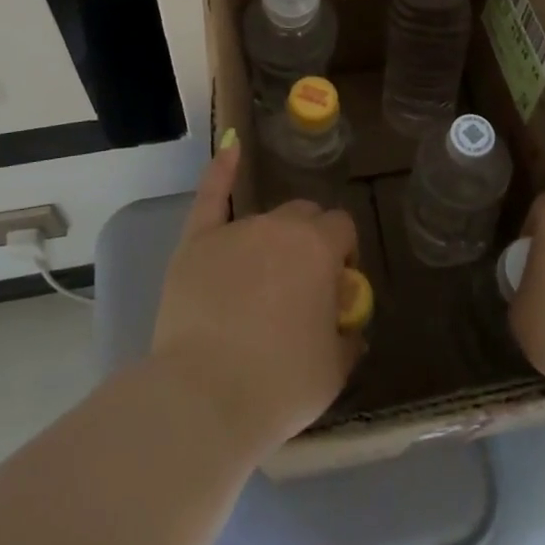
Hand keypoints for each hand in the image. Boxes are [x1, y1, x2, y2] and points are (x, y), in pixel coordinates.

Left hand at [150, 139, 361, 454]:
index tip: (336, 288)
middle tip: (301, 286)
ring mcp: (235, 230)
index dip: (343, 254)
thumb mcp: (333, 370)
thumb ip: (347, 337)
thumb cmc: (279, 386)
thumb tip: (348, 325)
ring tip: (262, 282)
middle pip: (304, 216)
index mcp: (318, 248)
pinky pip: (211, 195)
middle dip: (310, 240)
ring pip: (265, 219)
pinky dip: (221, 171)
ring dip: (272, 240)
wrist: (205, 398)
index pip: (341, 228)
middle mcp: (279, 226)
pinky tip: (230, 147)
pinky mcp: (196, 242)